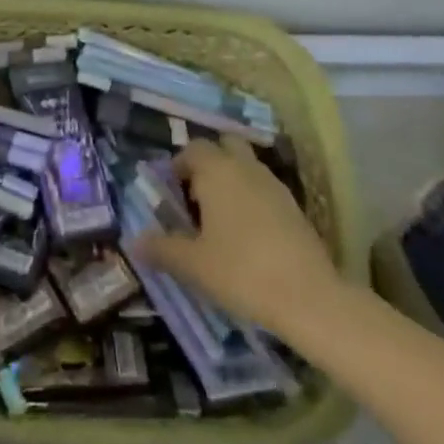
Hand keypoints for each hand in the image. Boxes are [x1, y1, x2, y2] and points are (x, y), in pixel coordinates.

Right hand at [134, 139, 339, 333]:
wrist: (308, 296)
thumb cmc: (241, 271)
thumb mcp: (193, 265)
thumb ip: (162, 249)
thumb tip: (134, 241)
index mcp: (217, 171)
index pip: (193, 148)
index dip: (179, 165)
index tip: (172, 192)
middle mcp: (245, 167)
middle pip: (225, 146)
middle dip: (210, 163)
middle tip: (197, 197)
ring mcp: (274, 184)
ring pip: (247, 166)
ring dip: (232, 180)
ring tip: (221, 219)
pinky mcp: (294, 206)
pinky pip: (265, 188)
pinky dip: (253, 199)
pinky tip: (249, 234)